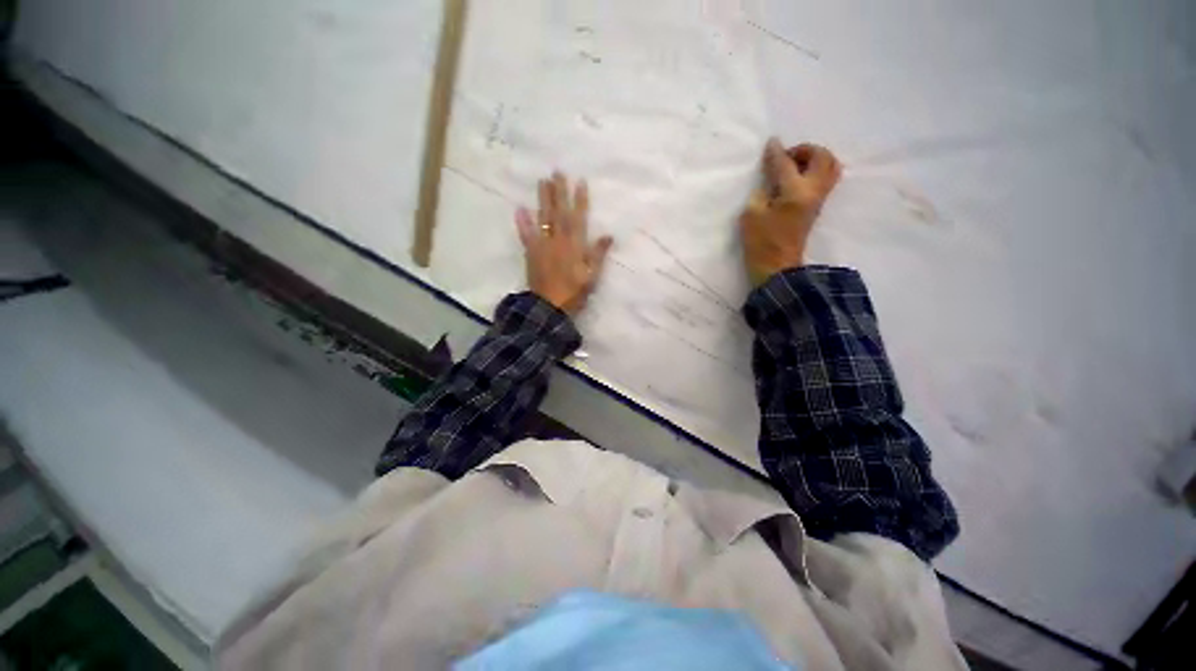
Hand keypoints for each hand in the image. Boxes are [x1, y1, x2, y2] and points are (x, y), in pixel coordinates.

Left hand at [516, 172, 613, 315]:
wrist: (549, 307)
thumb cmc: (574, 292)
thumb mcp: (592, 276)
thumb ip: (598, 255)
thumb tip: (609, 235)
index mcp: (575, 245)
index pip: (578, 218)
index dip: (580, 200)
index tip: (580, 181)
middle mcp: (558, 240)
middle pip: (559, 213)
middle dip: (559, 192)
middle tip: (557, 171)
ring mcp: (543, 245)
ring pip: (543, 218)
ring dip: (543, 199)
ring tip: (542, 181)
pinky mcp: (531, 253)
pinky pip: (526, 235)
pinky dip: (522, 222)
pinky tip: (519, 208)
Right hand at [740, 138, 841, 285]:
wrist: (776, 267)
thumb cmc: (760, 243)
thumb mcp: (751, 215)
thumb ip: (762, 191)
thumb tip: (770, 179)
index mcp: (795, 192)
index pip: (785, 164)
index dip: (776, 152)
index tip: (771, 143)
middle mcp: (813, 191)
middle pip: (821, 158)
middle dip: (805, 150)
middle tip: (786, 157)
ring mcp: (818, 199)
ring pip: (830, 167)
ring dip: (815, 159)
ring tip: (794, 166)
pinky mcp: (817, 207)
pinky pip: (825, 179)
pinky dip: (815, 171)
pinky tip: (797, 179)